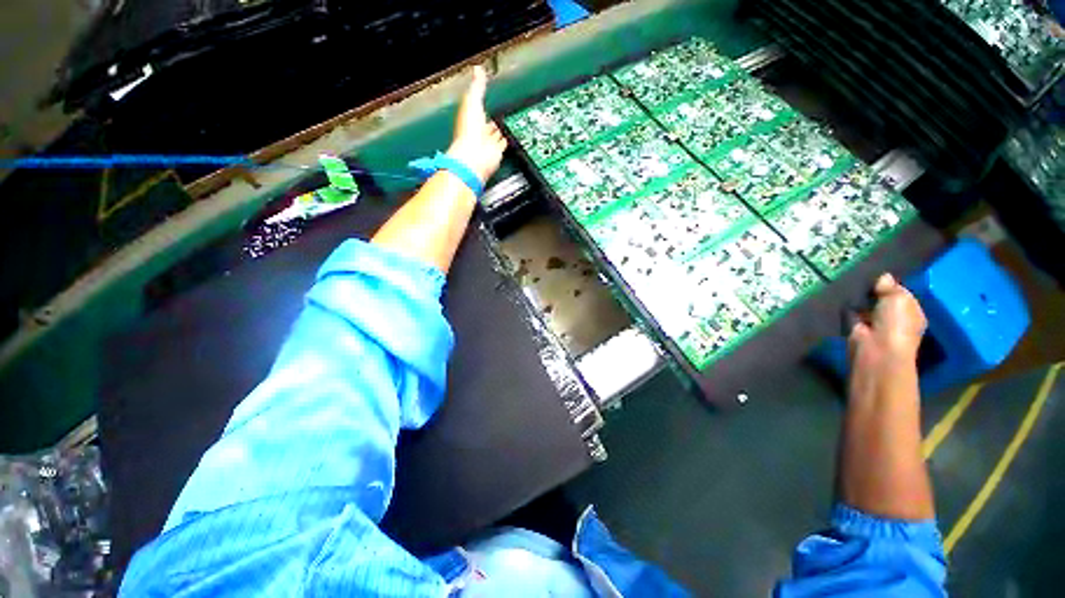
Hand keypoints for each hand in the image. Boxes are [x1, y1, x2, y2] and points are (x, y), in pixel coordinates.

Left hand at [447, 65, 507, 183]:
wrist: (475, 156)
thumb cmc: (469, 131)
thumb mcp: (472, 102)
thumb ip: (477, 87)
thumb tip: (478, 69)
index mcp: (470, 119)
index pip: (477, 110)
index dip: (482, 104)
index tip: (487, 100)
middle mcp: (479, 132)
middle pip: (488, 125)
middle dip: (494, 121)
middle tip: (501, 115)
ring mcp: (488, 144)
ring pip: (496, 136)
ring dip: (501, 132)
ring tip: (508, 126)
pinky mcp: (497, 154)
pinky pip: (502, 146)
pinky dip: (507, 142)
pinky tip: (510, 140)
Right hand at [848, 273, 926, 366]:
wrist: (876, 348)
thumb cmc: (896, 323)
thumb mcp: (898, 298)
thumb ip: (890, 286)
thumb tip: (883, 277)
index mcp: (913, 312)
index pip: (902, 294)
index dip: (891, 284)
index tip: (878, 275)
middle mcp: (896, 319)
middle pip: (883, 300)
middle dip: (874, 291)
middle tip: (861, 276)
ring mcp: (876, 325)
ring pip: (866, 306)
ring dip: (859, 299)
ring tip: (848, 283)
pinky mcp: (856, 329)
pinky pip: (851, 314)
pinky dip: (847, 308)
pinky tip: (840, 297)